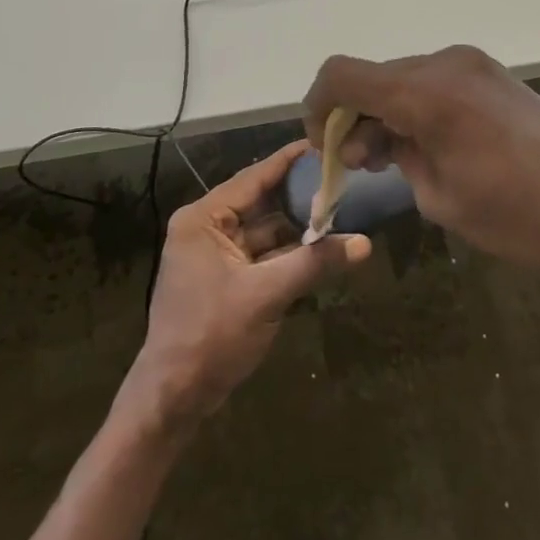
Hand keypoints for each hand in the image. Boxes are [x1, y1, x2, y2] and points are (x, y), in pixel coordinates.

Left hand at [123, 140, 371, 428]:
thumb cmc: (211, 335)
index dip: (288, 161)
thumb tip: (365, 243)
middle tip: (342, 177)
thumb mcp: (266, 295)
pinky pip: (264, 254)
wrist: (174, 397)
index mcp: (203, 219)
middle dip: (300, 195)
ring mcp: (216, 255)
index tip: (322, 142)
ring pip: (266, 229)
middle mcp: (207, 228)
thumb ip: (314, 263)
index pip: (253, 177)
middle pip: (261, 202)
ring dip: (299, 225)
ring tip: (341, 208)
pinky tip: (323, 246)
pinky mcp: (227, 279)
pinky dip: (290, 251)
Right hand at [304, 46, 539, 288]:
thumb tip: (378, 140)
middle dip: (354, 116)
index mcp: (425, 91)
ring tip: (396, 161)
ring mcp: (476, 66)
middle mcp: (446, 63)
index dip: (318, 107)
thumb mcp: (441, 198)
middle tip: (361, 166)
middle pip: (373, 76)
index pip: (341, 75)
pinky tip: (430, 147)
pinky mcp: (496, 77)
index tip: (324, 147)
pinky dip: (418, 108)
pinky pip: (436, 83)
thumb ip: (397, 157)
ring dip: (386, 112)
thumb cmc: (523, 220)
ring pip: (404, 79)